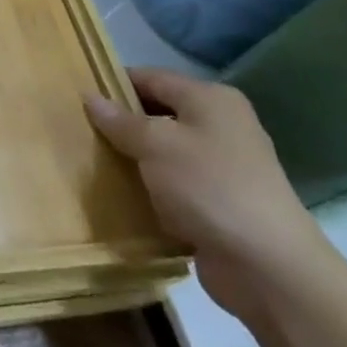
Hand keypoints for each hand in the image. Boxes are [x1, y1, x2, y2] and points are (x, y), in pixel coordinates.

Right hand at [85, 67, 333, 322]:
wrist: (269, 268)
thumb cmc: (209, 187)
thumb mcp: (155, 144)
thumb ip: (119, 120)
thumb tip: (90, 97)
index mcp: (211, 100)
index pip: (150, 77)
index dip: (113, 84)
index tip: (77, 97)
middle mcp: (221, 126)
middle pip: (158, 113)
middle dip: (121, 123)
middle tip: (80, 131)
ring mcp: (224, 166)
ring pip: (164, 151)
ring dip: (134, 158)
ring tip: (94, 163)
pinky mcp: (220, 202)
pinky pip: (174, 184)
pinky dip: (151, 187)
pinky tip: (123, 194)